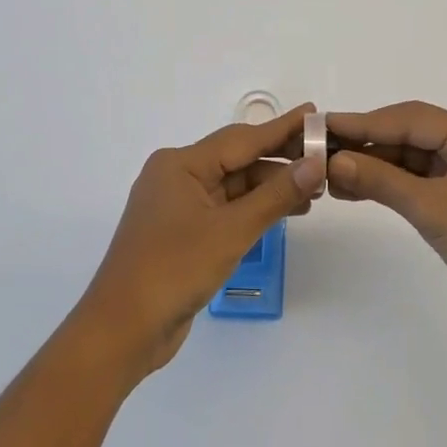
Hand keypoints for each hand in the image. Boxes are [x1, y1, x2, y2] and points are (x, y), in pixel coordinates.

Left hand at [76, 104, 325, 374]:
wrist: (121, 332)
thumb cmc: (173, 270)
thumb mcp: (231, 231)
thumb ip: (276, 195)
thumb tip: (314, 164)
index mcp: (181, 164)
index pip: (242, 138)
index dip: (282, 128)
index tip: (315, 114)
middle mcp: (177, 175)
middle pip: (238, 160)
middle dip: (280, 161)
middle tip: (324, 159)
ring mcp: (178, 205)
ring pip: (233, 186)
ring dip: (270, 188)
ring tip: (314, 192)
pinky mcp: (182, 232)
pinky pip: (225, 208)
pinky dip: (253, 209)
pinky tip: (283, 212)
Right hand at [327, 102, 446, 343]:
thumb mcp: (433, 209)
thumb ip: (380, 180)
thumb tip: (332, 161)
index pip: (412, 119)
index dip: (364, 122)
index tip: (322, 124)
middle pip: (412, 136)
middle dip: (367, 145)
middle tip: (318, 149)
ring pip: (414, 160)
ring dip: (375, 167)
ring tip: (328, 173)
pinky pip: (422, 183)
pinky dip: (391, 186)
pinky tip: (354, 189)